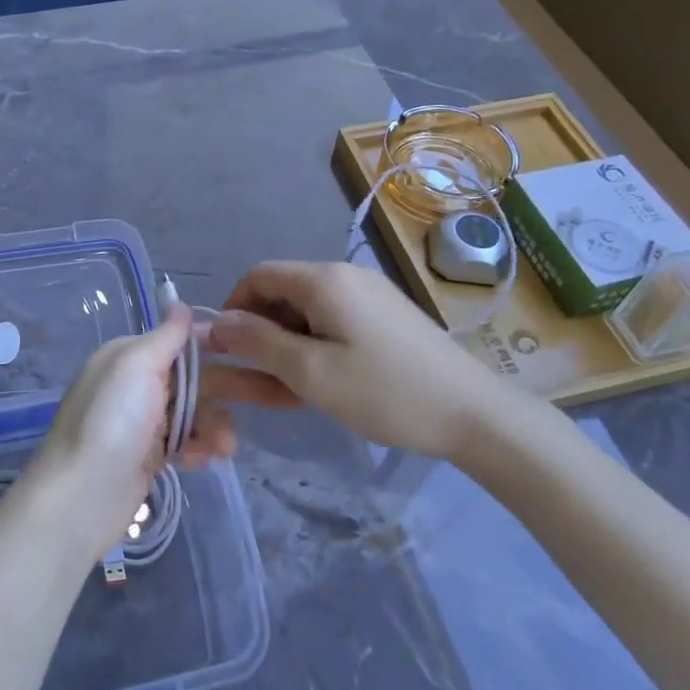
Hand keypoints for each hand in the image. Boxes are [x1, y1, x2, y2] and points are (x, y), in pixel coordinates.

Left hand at [12, 304, 236, 565]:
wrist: (82, 498)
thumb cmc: (112, 422)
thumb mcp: (136, 366)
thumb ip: (165, 336)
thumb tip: (180, 303)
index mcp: (128, 357)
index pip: (179, 341)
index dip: (215, 344)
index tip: (254, 349)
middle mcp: (134, 385)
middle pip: (193, 378)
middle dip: (228, 390)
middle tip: (273, 397)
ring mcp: (141, 423)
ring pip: (194, 413)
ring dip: (214, 426)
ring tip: (224, 448)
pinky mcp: (148, 457)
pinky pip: (185, 442)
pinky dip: (197, 448)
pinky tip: (199, 461)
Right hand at [208, 260, 531, 461]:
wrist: (472, 413)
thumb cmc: (384, 392)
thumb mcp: (310, 372)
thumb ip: (258, 344)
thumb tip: (217, 323)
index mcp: (324, 280)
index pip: (258, 276)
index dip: (234, 309)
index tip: (227, 352)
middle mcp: (345, 276)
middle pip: (283, 293)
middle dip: (260, 332)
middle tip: (254, 381)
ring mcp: (370, 296)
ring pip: (307, 313)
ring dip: (286, 345)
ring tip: (286, 390)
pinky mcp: (386, 318)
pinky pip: (334, 324)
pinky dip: (315, 348)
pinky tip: (320, 383)